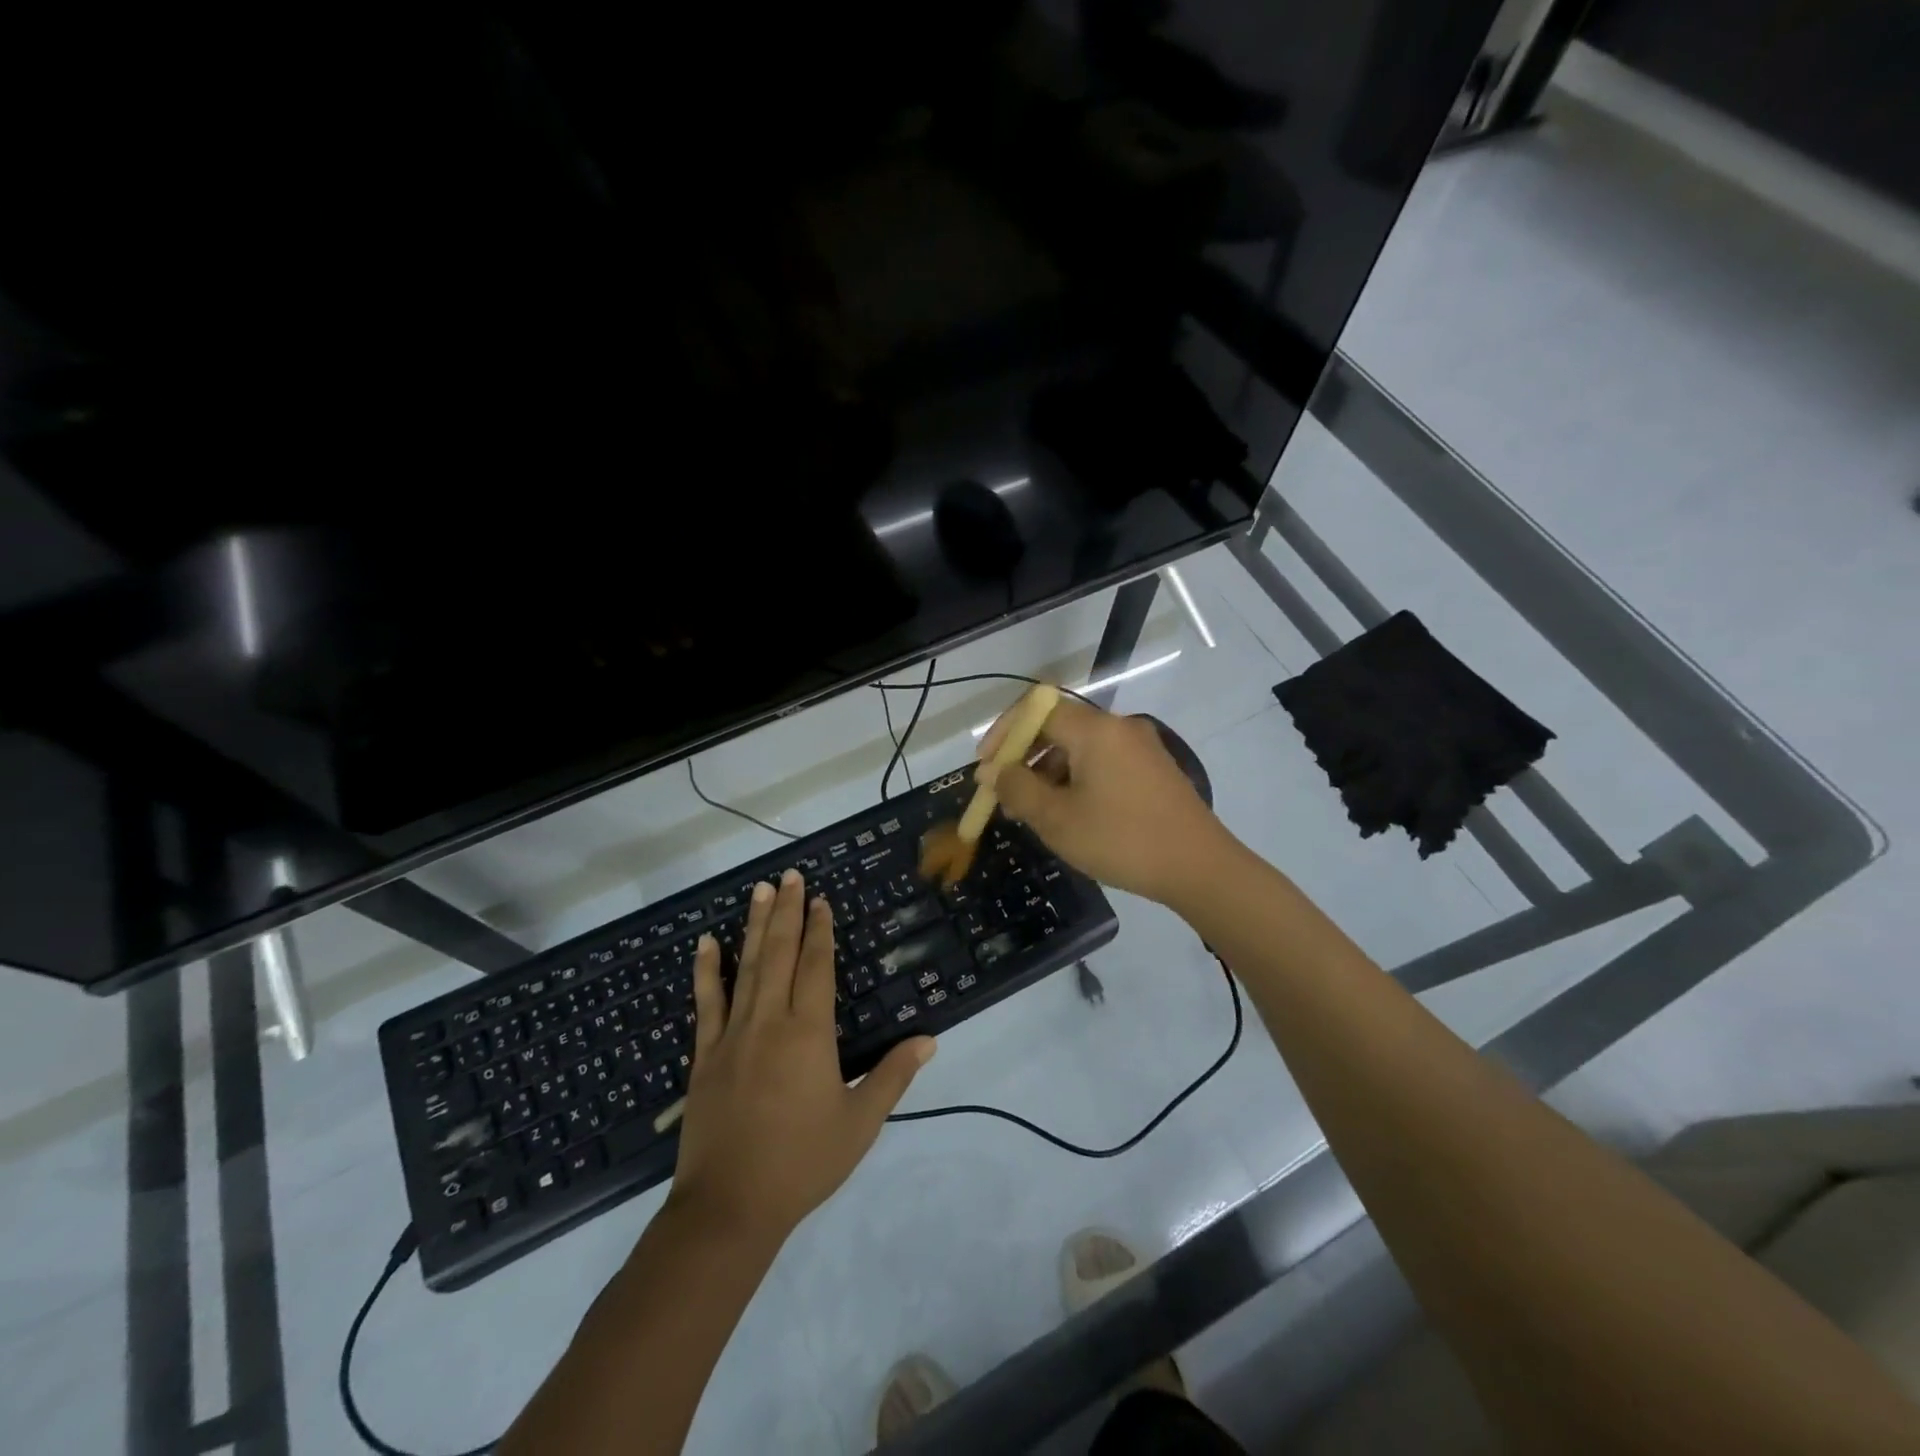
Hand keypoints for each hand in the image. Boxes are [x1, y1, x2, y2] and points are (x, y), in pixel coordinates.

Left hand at [667, 870, 935, 1245]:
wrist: (729, 1208)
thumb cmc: (802, 1163)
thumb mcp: (860, 1122)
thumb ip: (894, 1075)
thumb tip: (929, 1038)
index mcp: (809, 1033)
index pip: (817, 967)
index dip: (820, 930)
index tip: (820, 899)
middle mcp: (770, 1021)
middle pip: (780, 954)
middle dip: (787, 912)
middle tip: (789, 875)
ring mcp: (733, 1035)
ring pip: (746, 967)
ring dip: (754, 926)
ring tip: (759, 890)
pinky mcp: (705, 1055)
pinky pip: (706, 1003)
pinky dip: (707, 970)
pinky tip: (707, 943)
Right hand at [979, 696, 1237, 907]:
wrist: (1200, 868)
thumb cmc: (1122, 840)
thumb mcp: (1057, 819)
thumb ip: (1017, 789)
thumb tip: (995, 772)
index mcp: (1095, 730)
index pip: (1035, 709)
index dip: (1003, 733)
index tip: (985, 767)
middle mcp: (1118, 727)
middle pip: (1057, 726)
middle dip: (1023, 756)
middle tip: (1003, 793)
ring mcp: (1140, 747)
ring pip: (1079, 747)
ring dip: (1048, 771)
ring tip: (1032, 811)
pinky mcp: (1153, 769)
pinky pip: (1102, 762)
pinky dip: (1075, 779)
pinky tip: (1069, 813)